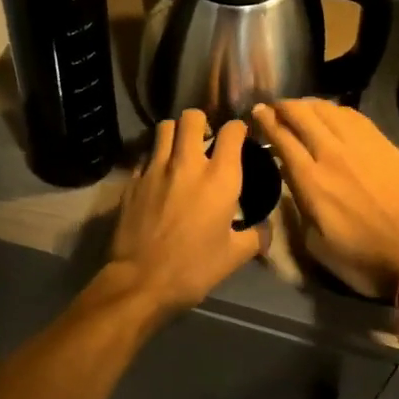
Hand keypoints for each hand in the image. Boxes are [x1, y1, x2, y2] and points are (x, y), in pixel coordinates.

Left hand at [108, 109, 264, 316]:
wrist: (141, 281)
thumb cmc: (194, 268)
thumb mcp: (234, 256)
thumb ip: (255, 236)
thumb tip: (266, 229)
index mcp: (219, 177)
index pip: (232, 131)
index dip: (238, 129)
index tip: (240, 136)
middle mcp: (187, 163)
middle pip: (192, 117)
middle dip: (201, 121)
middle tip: (205, 138)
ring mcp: (156, 168)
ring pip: (164, 127)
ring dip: (175, 132)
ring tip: (180, 149)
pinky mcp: (133, 179)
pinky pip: (146, 154)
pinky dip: (155, 157)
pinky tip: (159, 174)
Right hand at [253, 99, 398, 298]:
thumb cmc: (362, 259)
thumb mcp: (316, 244)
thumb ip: (299, 207)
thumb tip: (292, 180)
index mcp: (311, 181)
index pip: (282, 137)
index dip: (266, 120)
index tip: (257, 112)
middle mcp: (333, 154)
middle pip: (302, 115)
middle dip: (283, 106)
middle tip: (275, 107)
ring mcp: (363, 146)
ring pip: (329, 110)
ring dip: (309, 105)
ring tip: (301, 108)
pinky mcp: (386, 146)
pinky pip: (356, 117)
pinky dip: (337, 111)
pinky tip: (333, 115)